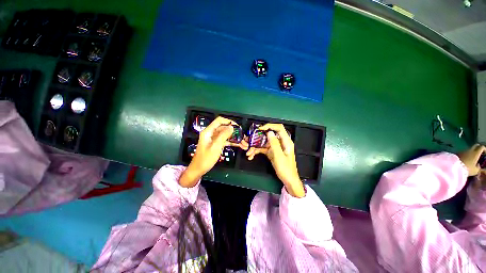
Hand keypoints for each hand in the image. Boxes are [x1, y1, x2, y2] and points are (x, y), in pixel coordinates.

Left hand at [179, 117, 245, 186]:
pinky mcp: (216, 144)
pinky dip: (230, 142)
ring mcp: (213, 139)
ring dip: (233, 137)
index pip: (219, 121)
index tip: (236, 126)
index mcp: (208, 131)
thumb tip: (231, 127)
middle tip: (241, 135)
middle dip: (233, 131)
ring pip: (225, 135)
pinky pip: (224, 140)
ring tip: (242, 141)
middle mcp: (211, 133)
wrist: (199, 169)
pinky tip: (238, 144)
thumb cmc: (206, 158)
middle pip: (223, 128)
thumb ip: (223, 135)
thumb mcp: (216, 146)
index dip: (228, 121)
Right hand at [246, 123, 304, 196]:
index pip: (279, 128)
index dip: (270, 126)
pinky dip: (257, 151)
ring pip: (264, 143)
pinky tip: (251, 155)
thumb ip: (274, 144)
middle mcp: (280, 143)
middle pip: (269, 135)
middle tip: (249, 140)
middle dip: (258, 138)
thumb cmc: (286, 168)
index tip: (260, 129)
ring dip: (256, 147)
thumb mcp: (279, 156)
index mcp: (286, 141)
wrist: (288, 180)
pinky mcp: (271, 152)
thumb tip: (269, 132)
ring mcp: (275, 148)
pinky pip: (263, 149)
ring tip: (248, 152)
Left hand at [458, 144, 485, 176]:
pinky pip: (464, 152)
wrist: (454, 167)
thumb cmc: (467, 169)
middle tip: (480, 153)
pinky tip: (466, 159)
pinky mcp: (457, 153)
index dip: (484, 149)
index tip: (485, 153)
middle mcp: (470, 150)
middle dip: (478, 148)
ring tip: (472, 157)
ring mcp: (463, 151)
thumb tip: (478, 166)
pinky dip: (466, 154)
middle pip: (475, 146)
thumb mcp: (475, 170)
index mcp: (476, 153)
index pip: (481, 147)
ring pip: (469, 149)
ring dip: (471, 152)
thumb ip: (478, 168)